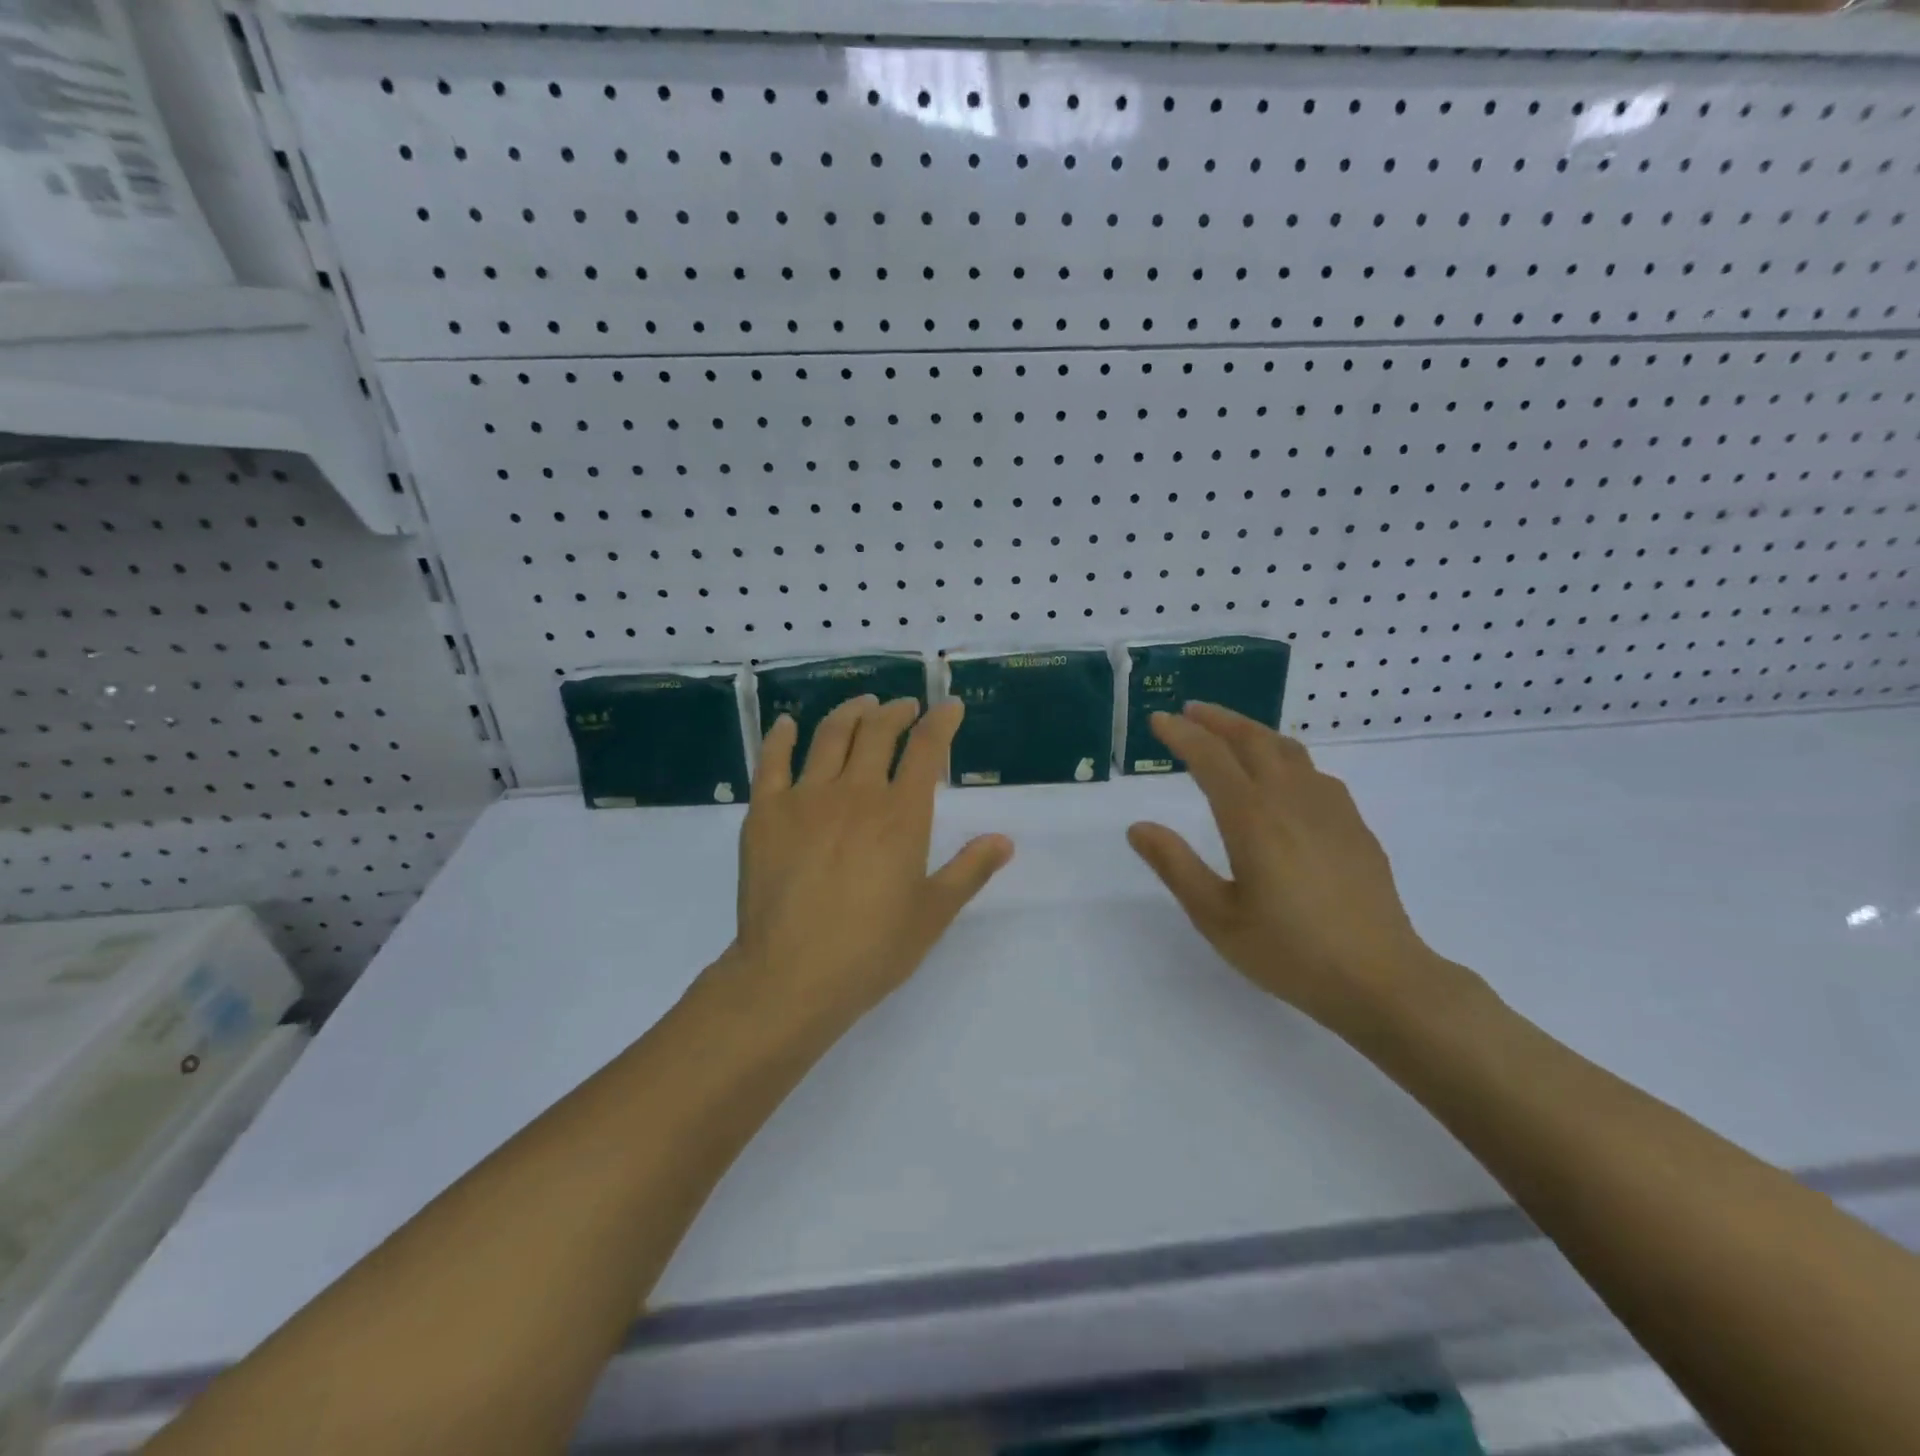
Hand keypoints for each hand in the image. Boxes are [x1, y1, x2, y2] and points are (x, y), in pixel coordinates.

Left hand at [722, 695, 1013, 1038]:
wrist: (791, 976)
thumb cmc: (871, 950)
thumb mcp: (933, 913)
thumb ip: (969, 870)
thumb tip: (1004, 840)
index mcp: (901, 815)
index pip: (927, 749)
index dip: (941, 722)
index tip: (950, 708)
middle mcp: (856, 793)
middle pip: (878, 731)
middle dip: (897, 711)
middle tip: (905, 706)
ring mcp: (806, 798)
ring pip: (830, 735)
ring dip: (851, 712)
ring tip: (863, 704)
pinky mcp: (766, 812)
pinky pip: (772, 761)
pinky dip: (782, 736)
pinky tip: (789, 723)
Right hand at [1126, 702, 1471, 1038]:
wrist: (1381, 979)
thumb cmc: (1289, 951)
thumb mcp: (1217, 917)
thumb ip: (1176, 866)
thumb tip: (1138, 827)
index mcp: (1252, 818)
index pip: (1210, 758)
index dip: (1181, 735)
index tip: (1158, 720)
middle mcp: (1291, 800)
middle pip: (1252, 740)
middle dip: (1217, 720)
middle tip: (1189, 712)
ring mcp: (1329, 808)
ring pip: (1287, 750)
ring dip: (1252, 732)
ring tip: (1230, 733)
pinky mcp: (1353, 825)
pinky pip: (1314, 772)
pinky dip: (1285, 757)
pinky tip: (1282, 777)